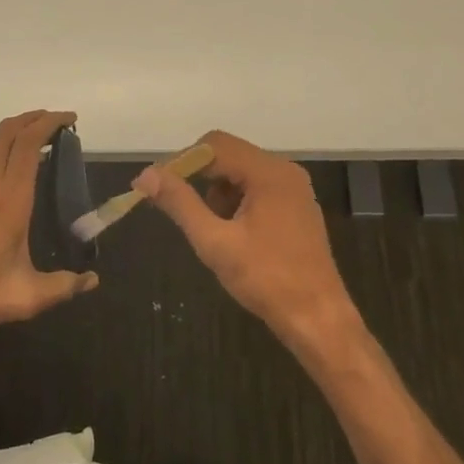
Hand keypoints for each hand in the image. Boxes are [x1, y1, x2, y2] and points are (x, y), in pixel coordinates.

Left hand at [0, 110, 98, 336]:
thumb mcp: (24, 298)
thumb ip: (63, 287)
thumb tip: (92, 281)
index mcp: (11, 200)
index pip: (29, 143)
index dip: (49, 123)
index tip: (70, 118)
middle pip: (10, 132)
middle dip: (35, 119)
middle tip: (59, 124)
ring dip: (19, 140)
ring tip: (43, 155)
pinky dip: (5, 161)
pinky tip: (13, 187)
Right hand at [133, 130, 364, 357]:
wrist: (317, 318)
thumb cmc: (266, 279)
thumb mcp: (215, 242)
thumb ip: (180, 204)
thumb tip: (147, 175)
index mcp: (269, 172)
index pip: (215, 145)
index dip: (181, 161)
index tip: (157, 186)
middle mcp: (284, 171)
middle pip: (229, 155)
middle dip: (198, 178)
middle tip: (176, 208)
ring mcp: (294, 189)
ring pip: (241, 173)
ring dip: (217, 192)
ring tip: (209, 229)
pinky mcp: (296, 208)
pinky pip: (257, 189)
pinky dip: (236, 202)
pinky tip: (231, 234)